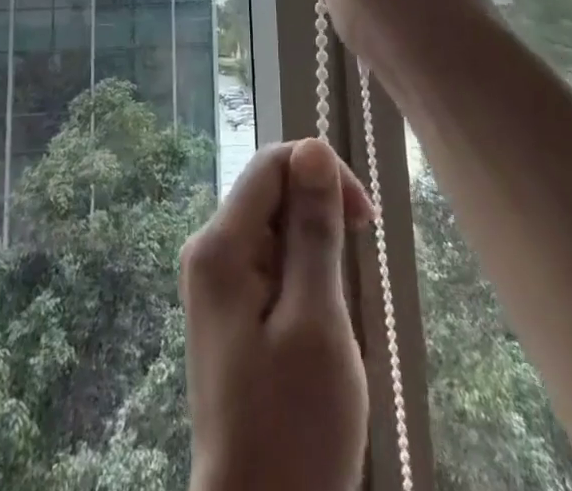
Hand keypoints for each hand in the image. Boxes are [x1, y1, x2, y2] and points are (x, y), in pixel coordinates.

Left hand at [182, 139, 374, 490]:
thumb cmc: (294, 426)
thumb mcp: (316, 320)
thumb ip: (313, 228)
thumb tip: (314, 146)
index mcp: (219, 245)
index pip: (272, 164)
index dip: (322, 174)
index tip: (364, 220)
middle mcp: (208, 251)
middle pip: (270, 193)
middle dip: (317, 216)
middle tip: (351, 274)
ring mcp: (214, 282)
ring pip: (274, 229)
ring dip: (313, 252)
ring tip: (333, 312)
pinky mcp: (228, 311)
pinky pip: (269, 264)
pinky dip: (301, 278)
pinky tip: (317, 323)